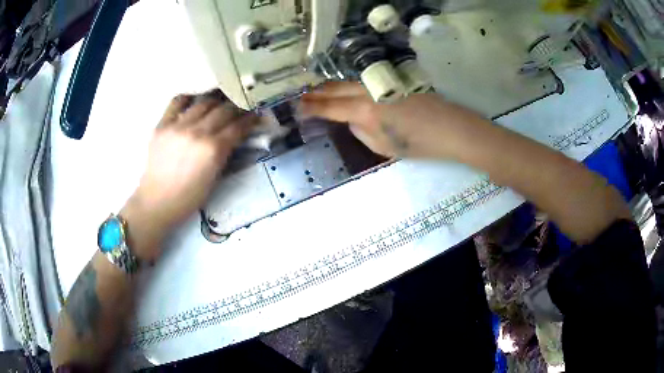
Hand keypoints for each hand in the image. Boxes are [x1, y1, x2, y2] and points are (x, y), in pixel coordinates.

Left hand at [122, 91, 257, 259]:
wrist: (157, 202)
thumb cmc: (189, 197)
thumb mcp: (215, 178)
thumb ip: (226, 153)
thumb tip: (236, 135)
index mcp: (213, 150)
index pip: (238, 126)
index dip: (250, 118)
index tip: (255, 114)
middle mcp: (197, 133)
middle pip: (224, 109)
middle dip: (236, 107)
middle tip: (239, 107)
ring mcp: (178, 126)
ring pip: (204, 102)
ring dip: (216, 101)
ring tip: (219, 102)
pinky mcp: (162, 125)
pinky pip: (177, 102)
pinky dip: (189, 98)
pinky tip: (194, 100)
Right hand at [300, 82, 467, 158]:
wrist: (450, 128)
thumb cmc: (419, 144)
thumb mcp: (384, 146)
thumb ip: (362, 131)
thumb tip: (352, 120)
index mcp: (365, 111)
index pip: (331, 108)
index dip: (312, 108)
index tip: (298, 108)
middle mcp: (369, 92)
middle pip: (336, 88)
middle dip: (317, 93)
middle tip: (302, 97)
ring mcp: (381, 83)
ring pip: (349, 82)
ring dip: (331, 86)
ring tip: (317, 91)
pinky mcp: (392, 80)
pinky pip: (364, 81)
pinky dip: (349, 85)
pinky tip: (345, 88)